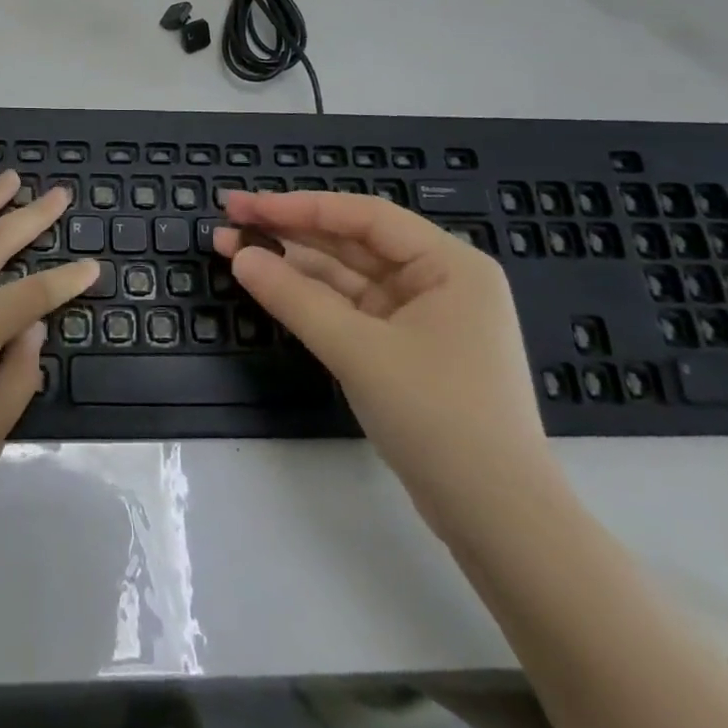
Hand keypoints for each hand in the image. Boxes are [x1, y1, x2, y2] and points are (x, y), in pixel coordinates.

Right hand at [215, 190, 554, 528]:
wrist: (498, 523)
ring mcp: (422, 316)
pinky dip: (311, 299)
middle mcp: (439, 280)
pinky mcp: (406, 349)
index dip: (298, 205)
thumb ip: (295, 298)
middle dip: (290, 232)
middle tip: (230, 222)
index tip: (244, 205)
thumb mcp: (359, 351)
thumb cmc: (439, 417)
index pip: (362, 216)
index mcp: (448, 264)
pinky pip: (351, 309)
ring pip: (347, 276)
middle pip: (352, 242)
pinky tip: (272, 287)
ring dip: (293, 265)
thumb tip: (240, 257)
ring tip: (235, 251)